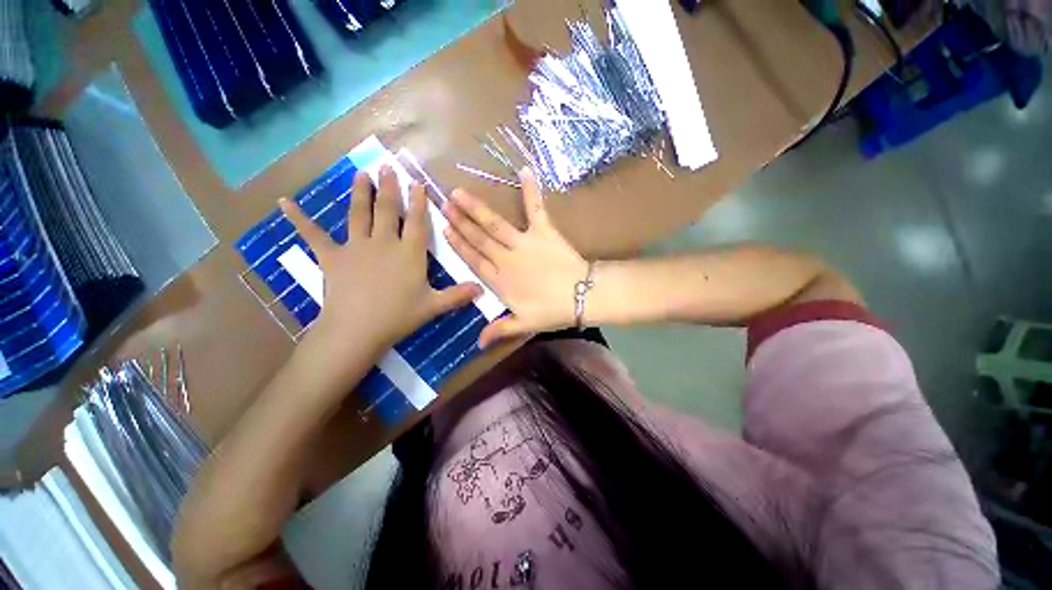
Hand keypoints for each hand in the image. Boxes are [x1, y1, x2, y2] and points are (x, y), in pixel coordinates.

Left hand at [282, 167, 481, 357]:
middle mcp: (384, 243)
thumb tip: (482, 290)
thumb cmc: (399, 316)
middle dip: (390, 188)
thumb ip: (458, 295)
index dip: (418, 202)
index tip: (417, 183)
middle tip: (388, 168)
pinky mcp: (332, 257)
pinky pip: (313, 235)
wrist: (358, 329)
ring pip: (358, 214)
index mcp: (409, 253)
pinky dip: (299, 219)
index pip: (417, 222)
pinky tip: (284, 203)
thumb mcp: (434, 306)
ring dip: (360, 193)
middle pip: (388, 210)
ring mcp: (356, 247)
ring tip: (361, 173)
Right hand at [443, 167, 587, 347]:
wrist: (581, 296)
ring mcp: (524, 242)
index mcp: (500, 280)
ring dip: (476, 209)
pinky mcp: (544, 231)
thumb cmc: (552, 311)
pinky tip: (525, 171)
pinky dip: (531, 190)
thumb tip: (477, 344)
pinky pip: (536, 208)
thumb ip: (499, 329)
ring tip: (459, 193)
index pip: (473, 260)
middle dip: (460, 221)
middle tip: (443, 204)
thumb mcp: (524, 324)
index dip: (458, 245)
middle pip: (479, 239)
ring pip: (495, 224)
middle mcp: (506, 258)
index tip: (444, 230)